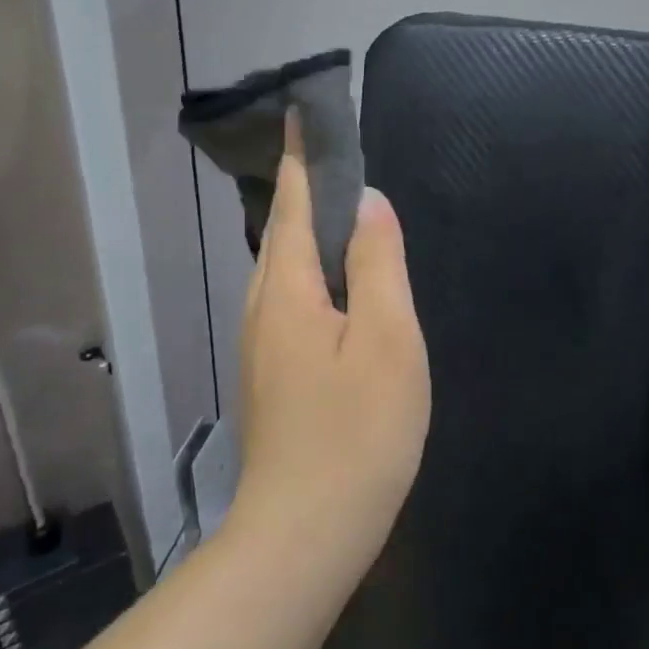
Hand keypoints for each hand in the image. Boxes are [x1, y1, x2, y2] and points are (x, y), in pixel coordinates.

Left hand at [233, 119, 430, 566]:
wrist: (306, 533)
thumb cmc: (357, 431)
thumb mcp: (386, 338)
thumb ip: (378, 264)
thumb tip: (368, 201)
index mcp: (288, 290)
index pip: (294, 205)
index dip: (302, 159)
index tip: (301, 115)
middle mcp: (264, 309)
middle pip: (279, 235)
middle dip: (298, 191)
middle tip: (326, 156)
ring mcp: (263, 347)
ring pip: (279, 270)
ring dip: (300, 231)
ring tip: (332, 209)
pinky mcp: (273, 377)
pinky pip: (287, 300)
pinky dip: (306, 271)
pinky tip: (328, 283)